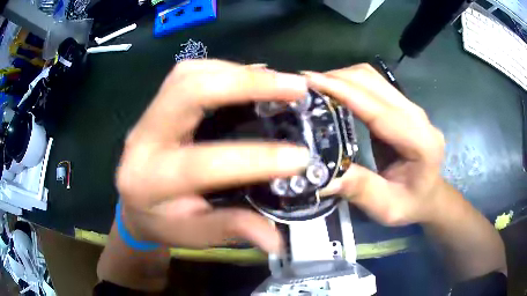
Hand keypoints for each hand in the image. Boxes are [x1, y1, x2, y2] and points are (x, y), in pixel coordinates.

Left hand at [116, 59, 309, 252]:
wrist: (134, 206)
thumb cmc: (162, 223)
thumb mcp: (193, 235)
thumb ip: (230, 230)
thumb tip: (276, 240)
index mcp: (149, 181)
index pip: (201, 165)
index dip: (253, 160)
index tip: (300, 158)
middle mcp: (142, 140)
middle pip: (188, 92)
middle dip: (246, 84)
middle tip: (295, 87)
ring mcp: (146, 116)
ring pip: (188, 74)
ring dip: (236, 72)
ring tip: (276, 80)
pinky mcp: (156, 104)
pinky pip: (188, 73)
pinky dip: (223, 69)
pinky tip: (248, 78)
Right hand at [305, 64, 444, 225]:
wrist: (429, 195)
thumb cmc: (412, 204)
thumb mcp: (387, 207)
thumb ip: (359, 189)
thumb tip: (320, 176)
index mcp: (421, 142)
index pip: (378, 109)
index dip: (344, 92)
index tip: (309, 83)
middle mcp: (418, 116)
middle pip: (374, 82)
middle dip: (336, 79)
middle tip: (302, 87)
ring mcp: (410, 108)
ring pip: (372, 77)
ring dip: (341, 78)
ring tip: (313, 88)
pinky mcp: (401, 106)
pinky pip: (372, 84)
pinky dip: (349, 83)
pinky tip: (332, 92)